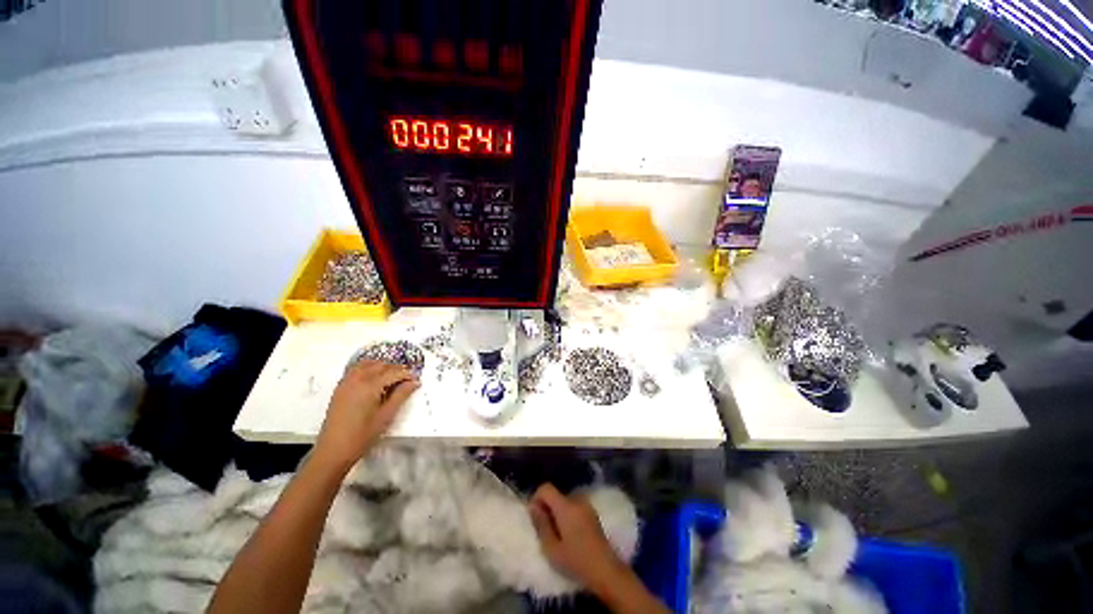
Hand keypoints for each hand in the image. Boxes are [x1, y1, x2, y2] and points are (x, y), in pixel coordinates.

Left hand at [314, 361, 419, 470]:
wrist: (333, 451)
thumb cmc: (362, 435)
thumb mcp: (386, 415)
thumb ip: (401, 395)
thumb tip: (413, 383)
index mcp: (370, 385)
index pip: (393, 373)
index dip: (407, 374)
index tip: (416, 379)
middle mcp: (357, 380)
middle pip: (380, 365)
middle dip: (395, 369)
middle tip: (406, 378)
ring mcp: (346, 383)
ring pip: (367, 364)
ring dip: (381, 366)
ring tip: (391, 376)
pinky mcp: (340, 388)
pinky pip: (355, 370)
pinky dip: (367, 368)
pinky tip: (373, 378)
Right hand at [529, 484, 626, 591]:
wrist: (606, 570)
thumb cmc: (576, 561)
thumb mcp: (551, 548)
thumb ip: (541, 524)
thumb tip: (533, 506)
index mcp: (566, 506)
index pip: (546, 488)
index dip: (536, 498)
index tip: (534, 516)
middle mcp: (577, 499)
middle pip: (556, 494)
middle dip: (547, 506)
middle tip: (544, 528)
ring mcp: (587, 505)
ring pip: (565, 500)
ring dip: (557, 511)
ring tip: (556, 532)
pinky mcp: (592, 513)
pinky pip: (574, 506)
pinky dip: (567, 514)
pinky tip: (569, 534)